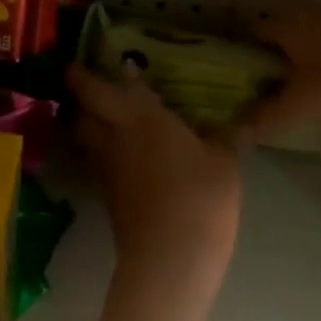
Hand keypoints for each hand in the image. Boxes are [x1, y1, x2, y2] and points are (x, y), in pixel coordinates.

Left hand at [68, 63, 240, 291]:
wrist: (170, 259)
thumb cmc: (200, 197)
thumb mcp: (224, 162)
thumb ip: (226, 138)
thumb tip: (242, 122)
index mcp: (140, 116)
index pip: (98, 88)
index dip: (84, 74)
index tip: (78, 61)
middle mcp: (114, 137)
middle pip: (81, 112)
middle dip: (81, 98)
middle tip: (92, 86)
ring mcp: (108, 170)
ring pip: (87, 139)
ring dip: (91, 125)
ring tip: (112, 117)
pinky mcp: (110, 199)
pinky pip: (101, 163)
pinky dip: (107, 152)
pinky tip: (130, 155)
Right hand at [239, 3, 320, 142]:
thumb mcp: (302, 105)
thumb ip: (267, 117)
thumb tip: (236, 131)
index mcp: (291, 23)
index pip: (256, 28)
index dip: (243, 48)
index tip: (236, 68)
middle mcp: (313, 12)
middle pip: (282, 26)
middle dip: (272, 48)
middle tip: (265, 77)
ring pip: (311, 30)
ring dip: (301, 48)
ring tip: (296, 78)